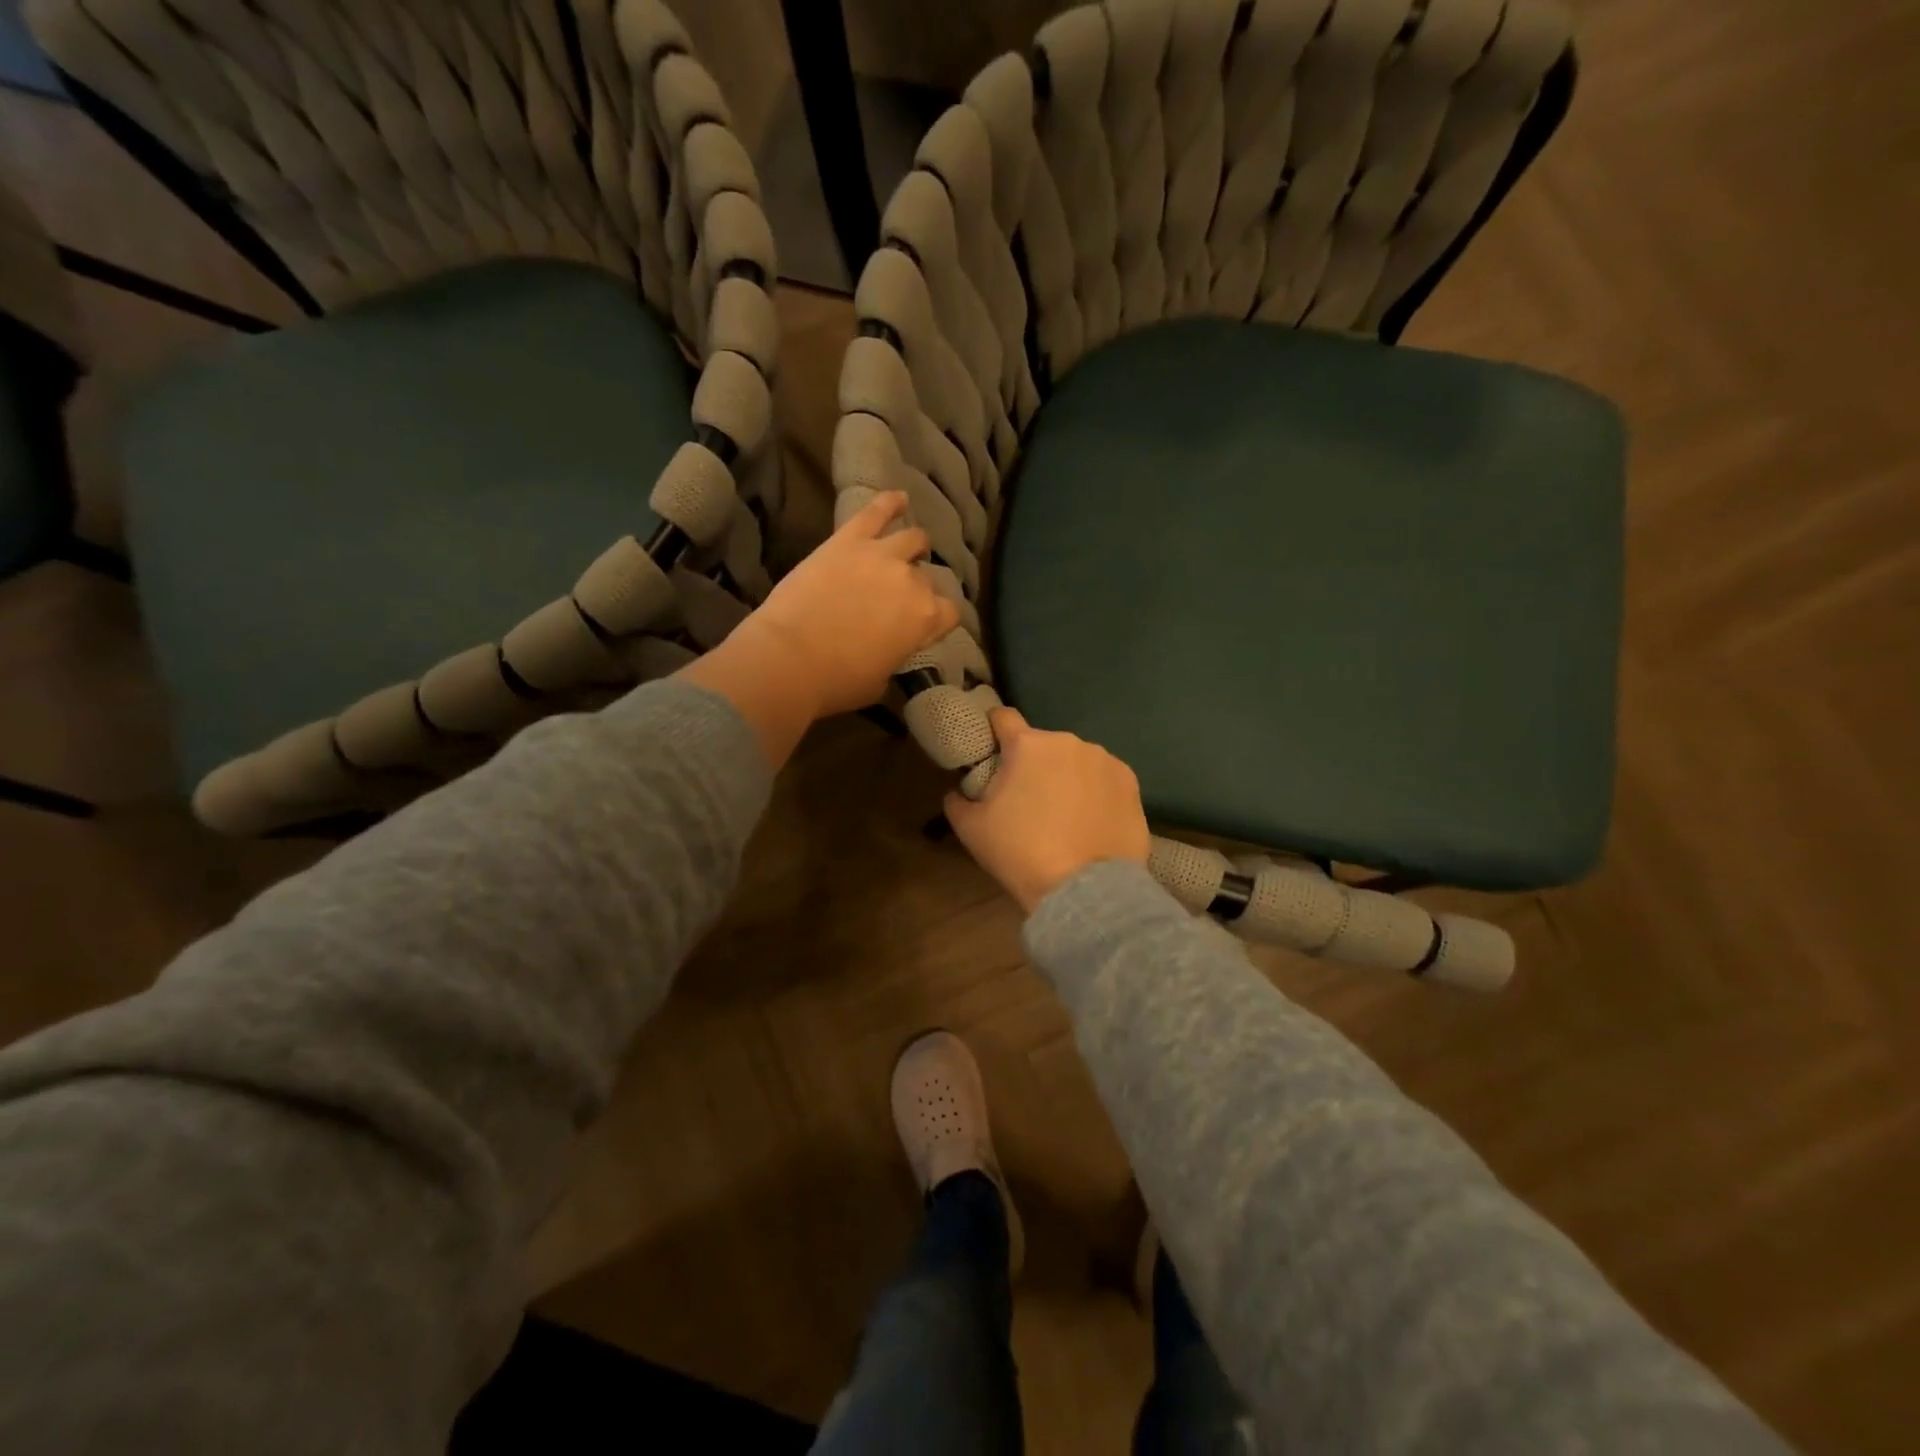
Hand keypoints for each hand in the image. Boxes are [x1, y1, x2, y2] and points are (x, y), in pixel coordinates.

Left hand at [679, 492, 959, 769]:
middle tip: (900, 599)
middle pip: (926, 579)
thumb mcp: (880, 680)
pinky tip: (899, 497)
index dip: (939, 620)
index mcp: (925, 619)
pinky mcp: (849, 540)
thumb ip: (895, 656)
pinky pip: (875, 512)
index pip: (949, 613)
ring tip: (910, 547)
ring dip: (913, 546)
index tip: (926, 627)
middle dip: (918, 589)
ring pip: (912, 539)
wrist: (789, 658)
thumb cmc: (837, 681)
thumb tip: (890, 648)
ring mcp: (881, 555)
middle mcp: (911, 581)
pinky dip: (889, 502)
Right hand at [944, 708, 1151, 913]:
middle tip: (1028, 799)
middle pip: (1042, 745)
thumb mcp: (971, 830)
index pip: (1003, 717)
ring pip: (1076, 761)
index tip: (991, 749)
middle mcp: (1068, 742)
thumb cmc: (1021, 854)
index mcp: (1027, 745)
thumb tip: (958, 792)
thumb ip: (958, 801)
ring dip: (1067, 776)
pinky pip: (1104, 779)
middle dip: (1033, 764)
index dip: (994, 730)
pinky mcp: (1130, 782)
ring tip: (1065, 815)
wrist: (1084, 890)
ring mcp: (1104, 760)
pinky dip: (1096, 792)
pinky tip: (1092, 821)